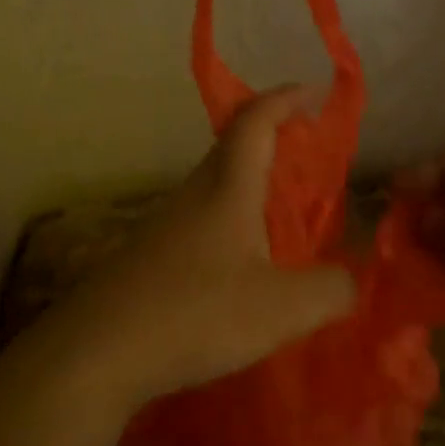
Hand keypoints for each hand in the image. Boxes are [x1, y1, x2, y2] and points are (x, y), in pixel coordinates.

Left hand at [46, 86, 356, 416]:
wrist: (96, 352)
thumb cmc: (195, 314)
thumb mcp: (282, 308)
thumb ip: (330, 290)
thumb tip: (348, 281)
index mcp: (227, 188)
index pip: (255, 121)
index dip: (284, 99)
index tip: (312, 93)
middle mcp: (193, 195)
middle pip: (231, 148)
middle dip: (270, 139)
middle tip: (305, 156)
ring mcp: (163, 225)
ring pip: (212, 187)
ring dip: (248, 185)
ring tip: (281, 217)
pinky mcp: (146, 257)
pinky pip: (198, 222)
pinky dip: (228, 224)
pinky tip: (239, 266)